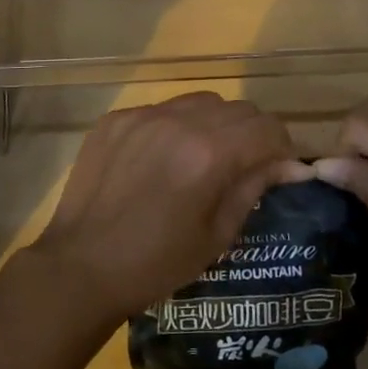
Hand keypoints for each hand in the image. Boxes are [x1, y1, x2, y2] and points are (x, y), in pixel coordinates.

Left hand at [30, 92, 308, 326]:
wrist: (80, 266)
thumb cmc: (156, 263)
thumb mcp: (216, 235)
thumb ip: (252, 188)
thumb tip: (287, 164)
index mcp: (209, 154)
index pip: (267, 128)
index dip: (283, 147)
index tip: (280, 168)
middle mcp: (178, 122)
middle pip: (237, 109)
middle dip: (252, 134)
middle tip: (246, 164)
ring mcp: (142, 116)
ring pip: (199, 101)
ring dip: (214, 124)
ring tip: (203, 157)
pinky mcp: (115, 119)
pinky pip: (160, 110)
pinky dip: (173, 127)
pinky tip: (161, 159)